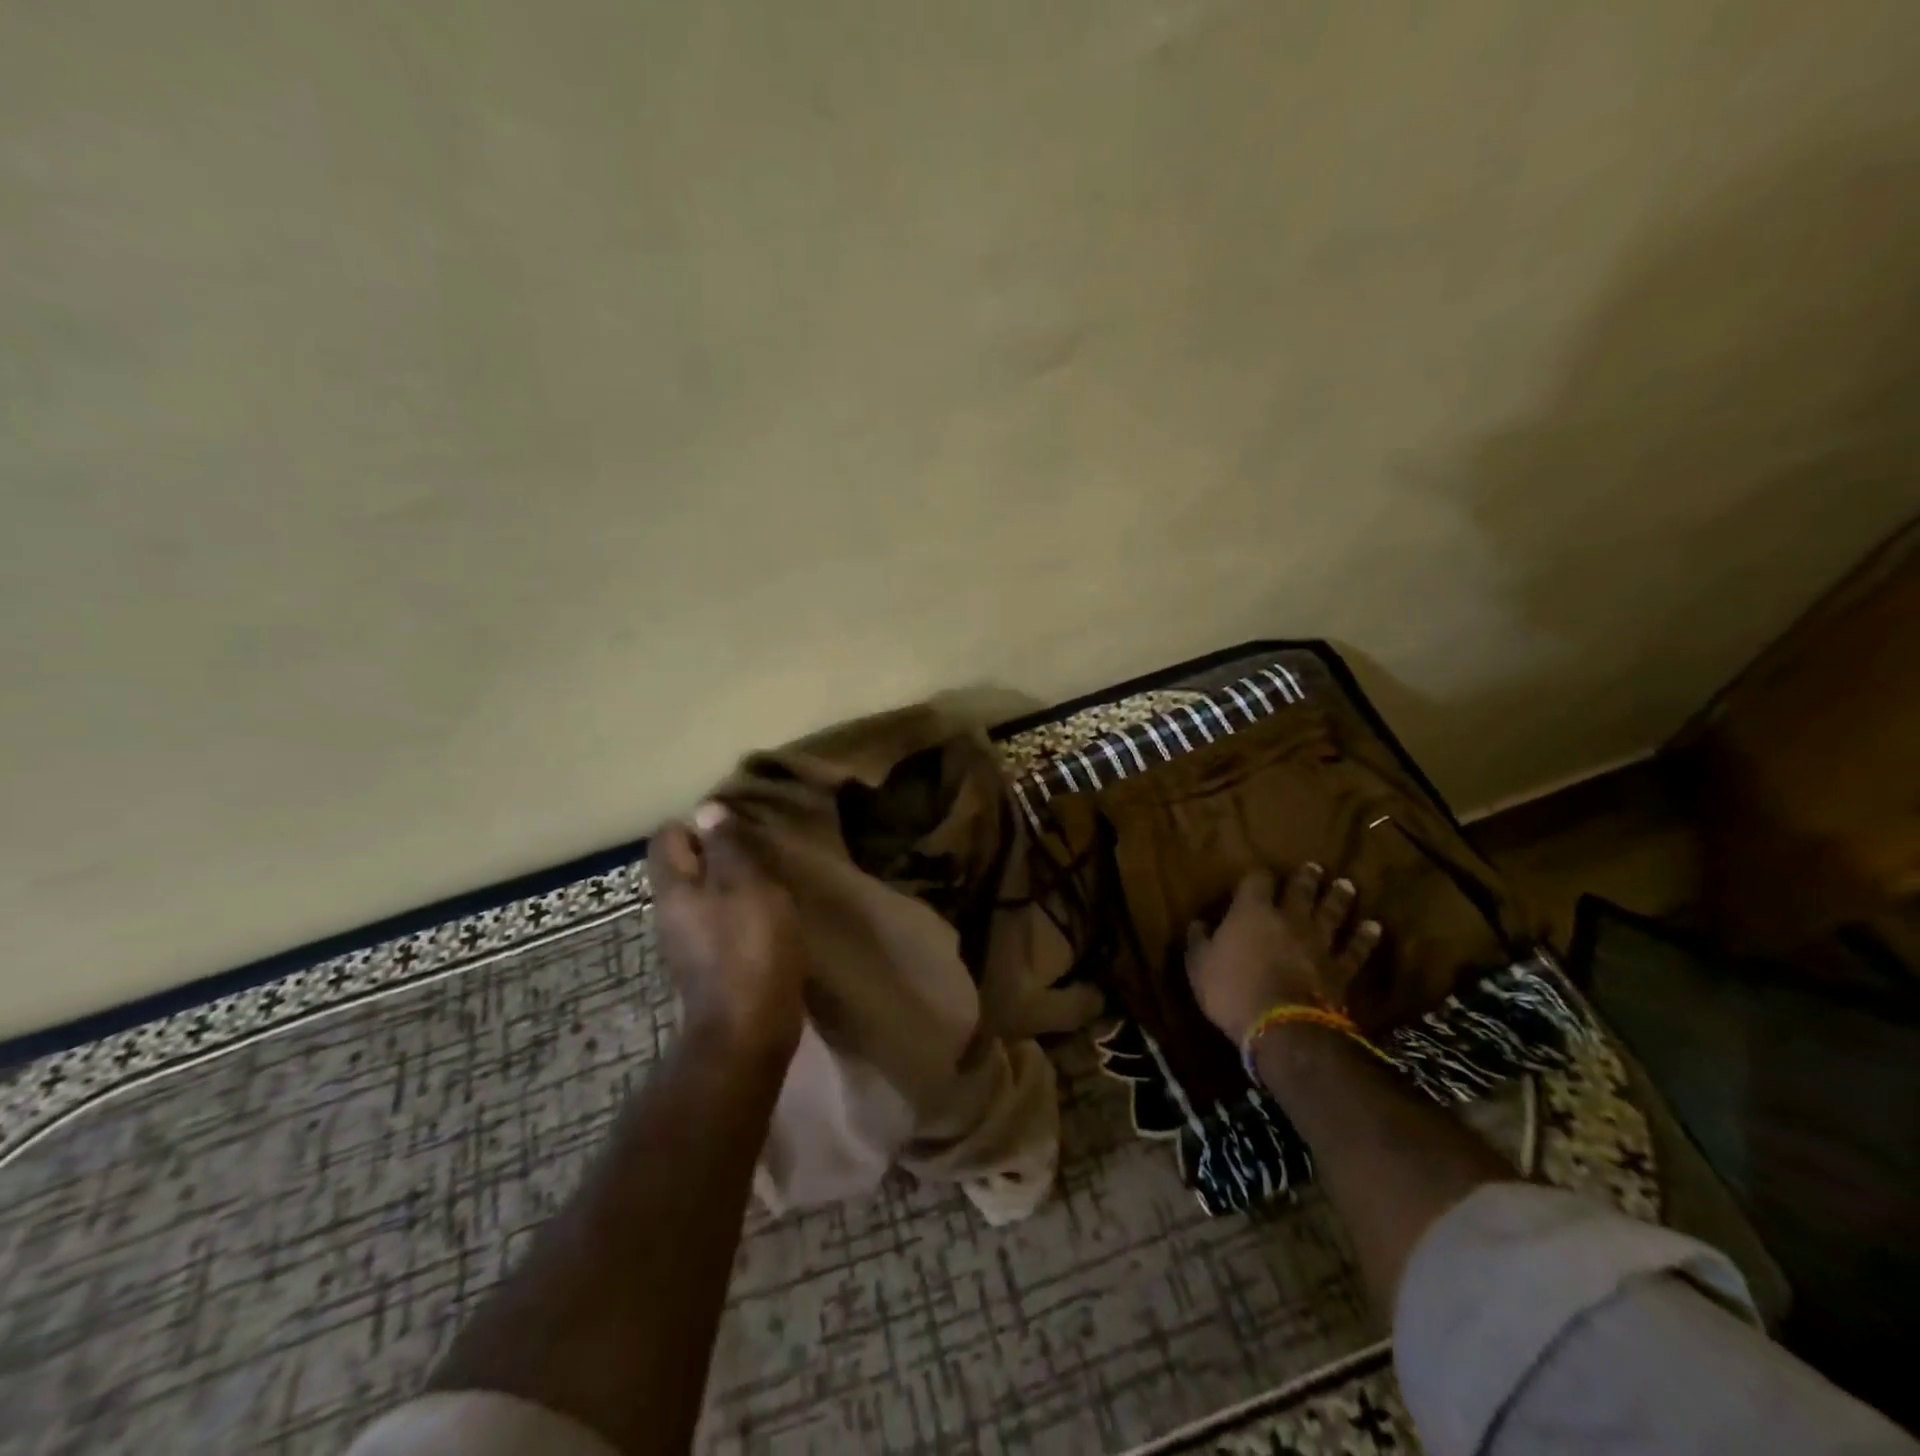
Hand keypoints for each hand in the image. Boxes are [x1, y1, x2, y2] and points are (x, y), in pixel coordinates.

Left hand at [650, 804, 810, 1061]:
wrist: (748, 1030)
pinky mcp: (706, 967)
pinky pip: (716, 924)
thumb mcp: (747, 885)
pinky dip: (738, 916)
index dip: (699, 826)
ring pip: (703, 897)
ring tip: (769, 887)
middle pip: (684, 868)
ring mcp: (685, 944)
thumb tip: (706, 810)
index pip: (666, 838)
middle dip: (718, 856)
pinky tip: (767, 922)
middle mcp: (669, 913)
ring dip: (731, 887)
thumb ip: (727, 847)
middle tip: (760, 856)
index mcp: (673, 889)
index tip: (737, 831)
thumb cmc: (750, 947)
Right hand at [1185, 864, 1382, 1044]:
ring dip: (1338, 898)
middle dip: (1306, 878)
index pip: (1256, 881)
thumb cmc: (1231, 990)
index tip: (1257, 875)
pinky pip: (1356, 950)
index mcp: (1251, 912)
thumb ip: (1199, 941)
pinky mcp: (1340, 969)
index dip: (1257, 876)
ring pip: (1331, 913)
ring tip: (1346, 885)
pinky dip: (1365, 938)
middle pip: (1300, 891)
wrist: (1282, 1025)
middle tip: (1315, 867)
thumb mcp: (1199, 966)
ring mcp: (1318, 943)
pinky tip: (1374, 927)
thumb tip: (1198, 924)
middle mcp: (1288, 919)